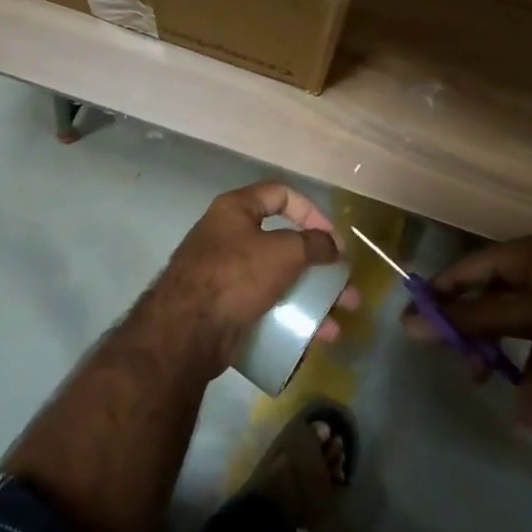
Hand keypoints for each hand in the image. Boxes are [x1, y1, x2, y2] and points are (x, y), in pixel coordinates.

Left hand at [157, 182, 357, 375]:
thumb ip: (313, 244)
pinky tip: (313, 337)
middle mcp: (229, 235)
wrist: (186, 331)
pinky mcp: (225, 306)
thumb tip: (332, 245)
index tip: (332, 240)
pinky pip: (266, 304)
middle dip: (319, 266)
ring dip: (311, 297)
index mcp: (235, 209)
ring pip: (278, 279)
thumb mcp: (283, 252)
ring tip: (338, 321)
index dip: (312, 212)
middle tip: (346, 287)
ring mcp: (226, 273)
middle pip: (284, 243)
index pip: (281, 194)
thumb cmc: (236, 276)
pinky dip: (291, 316)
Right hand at [402, 237, 531, 428]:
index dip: (442, 296)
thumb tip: (409, 322)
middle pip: (500, 304)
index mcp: (525, 256)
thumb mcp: (527, 315)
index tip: (420, 327)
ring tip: (527, 412)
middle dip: (488, 342)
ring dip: (530, 371)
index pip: (467, 270)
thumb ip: (471, 319)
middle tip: (475, 374)